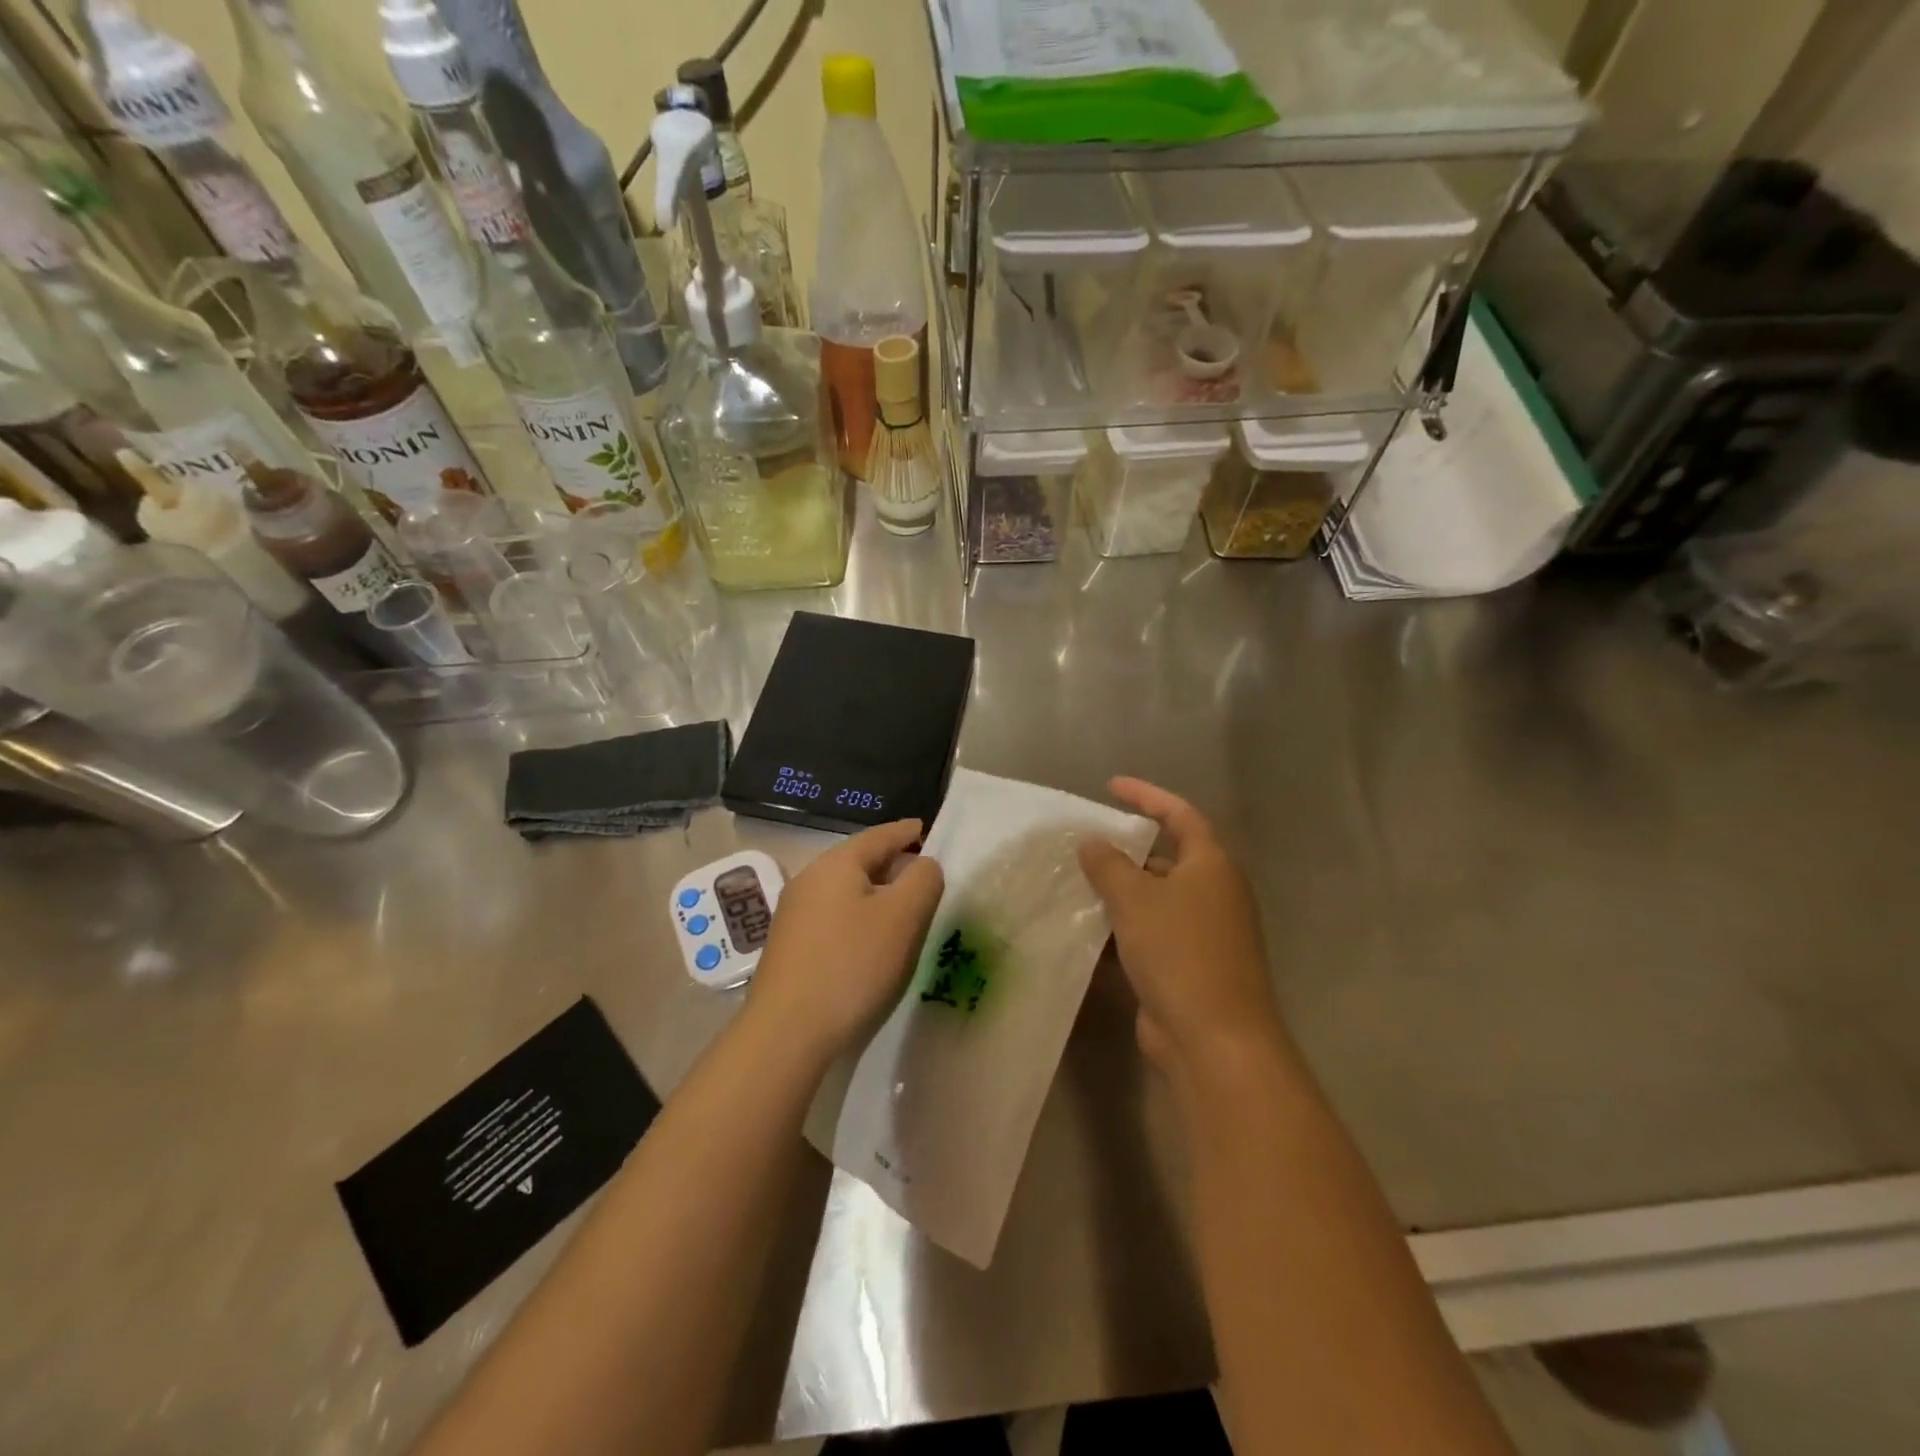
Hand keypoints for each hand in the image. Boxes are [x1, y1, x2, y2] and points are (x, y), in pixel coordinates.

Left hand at [746, 819, 944, 1062]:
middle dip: (892, 863)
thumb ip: (923, 880)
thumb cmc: (852, 964)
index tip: (926, 828)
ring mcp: (794, 913)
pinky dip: (858, 915)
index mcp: (836, 864)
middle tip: (923, 873)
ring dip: (876, 892)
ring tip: (902, 907)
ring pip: (846, 889)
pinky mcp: (790, 944)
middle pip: (859, 860)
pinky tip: (870, 938)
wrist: (786, 1032)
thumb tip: (924, 865)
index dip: (906, 832)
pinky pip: (833, 914)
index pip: (880, 835)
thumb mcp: (903, 917)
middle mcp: (810, 879)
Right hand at [1078, 778, 1281, 1072]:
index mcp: (1212, 866)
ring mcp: (1204, 934)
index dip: (1146, 795)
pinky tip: (1086, 932)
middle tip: (1084, 844)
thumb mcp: (1135, 899)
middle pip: (1167, 858)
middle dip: (1126, 851)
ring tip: (1075, 885)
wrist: (1214, 1040)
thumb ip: (1109, 864)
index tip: (1110, 786)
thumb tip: (1092, 843)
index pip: (1180, 814)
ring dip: (1119, 893)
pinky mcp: (1189, 968)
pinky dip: (1122, 931)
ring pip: (1156, 900)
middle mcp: (1214, 894)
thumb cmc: (1180, 953)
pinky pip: (1151, 936)